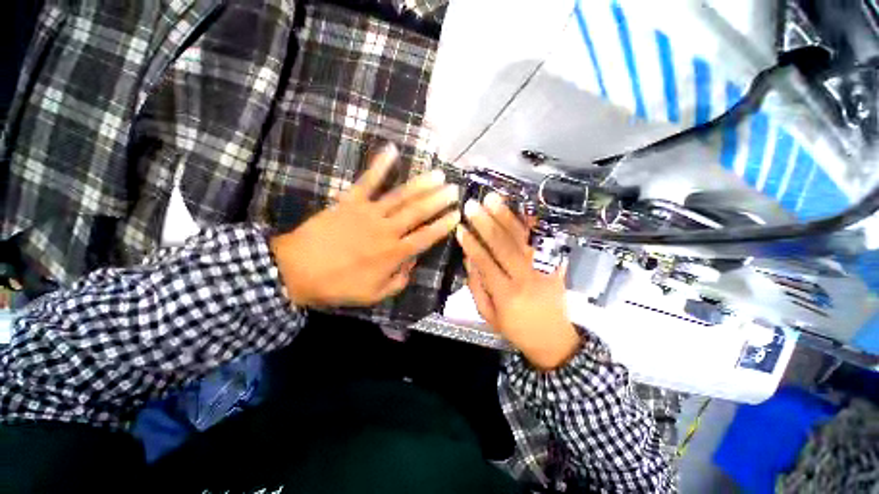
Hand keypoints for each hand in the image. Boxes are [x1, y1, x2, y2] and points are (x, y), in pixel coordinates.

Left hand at [270, 144, 460, 307]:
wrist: (296, 271)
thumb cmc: (337, 286)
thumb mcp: (373, 295)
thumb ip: (398, 281)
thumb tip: (412, 263)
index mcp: (393, 254)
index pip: (425, 237)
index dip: (442, 226)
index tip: (456, 215)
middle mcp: (386, 230)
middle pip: (418, 212)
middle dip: (439, 200)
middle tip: (454, 189)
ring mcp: (368, 213)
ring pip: (401, 196)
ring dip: (422, 184)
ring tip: (438, 174)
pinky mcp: (350, 201)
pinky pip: (367, 181)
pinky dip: (380, 165)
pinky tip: (392, 150)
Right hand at [456, 192, 579, 369]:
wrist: (553, 339)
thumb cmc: (515, 328)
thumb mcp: (488, 315)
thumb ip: (476, 287)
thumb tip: (469, 258)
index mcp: (506, 294)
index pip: (485, 263)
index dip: (471, 244)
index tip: (460, 227)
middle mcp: (525, 278)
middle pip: (504, 246)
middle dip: (485, 224)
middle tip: (473, 206)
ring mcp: (544, 270)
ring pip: (523, 239)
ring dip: (506, 217)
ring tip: (493, 199)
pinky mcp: (556, 266)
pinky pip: (545, 241)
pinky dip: (534, 225)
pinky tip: (523, 210)